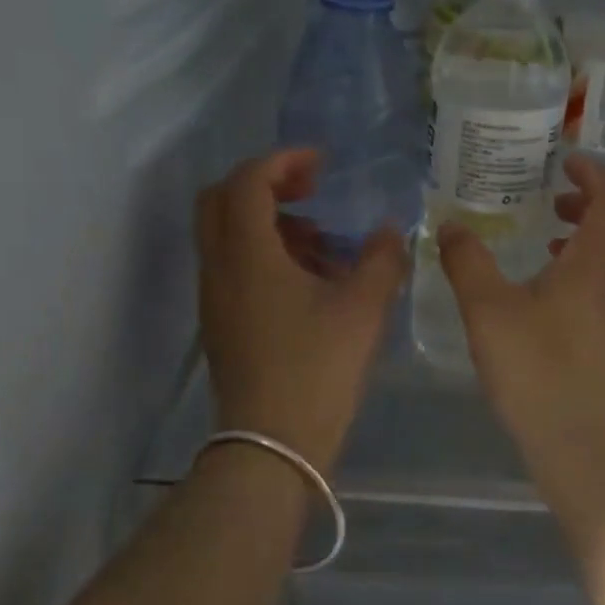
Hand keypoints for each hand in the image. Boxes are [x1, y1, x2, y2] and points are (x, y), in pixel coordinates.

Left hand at [197, 149, 406, 468]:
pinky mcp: (221, 322)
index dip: (283, 161)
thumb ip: (381, 258)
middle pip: (221, 200)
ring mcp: (215, 296)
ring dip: (270, 222)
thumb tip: (390, 229)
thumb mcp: (363, 308)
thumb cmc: (317, 368)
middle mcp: (219, 267)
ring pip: (227, 234)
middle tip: (311, 192)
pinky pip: (234, 266)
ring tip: (323, 244)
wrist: (271, 443)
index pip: (248, 181)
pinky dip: (266, 254)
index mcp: (247, 253)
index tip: (322, 165)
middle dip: (266, 184)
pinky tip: (311, 282)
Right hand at [436, 154, 604, 466]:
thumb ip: (467, 262)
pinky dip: (597, 270)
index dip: (594, 174)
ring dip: (596, 237)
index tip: (567, 163)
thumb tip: (451, 225)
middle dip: (596, 202)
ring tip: (552, 244)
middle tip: (557, 200)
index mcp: (597, 263)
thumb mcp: (487, 310)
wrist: (584, 445)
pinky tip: (558, 297)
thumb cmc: (536, 370)